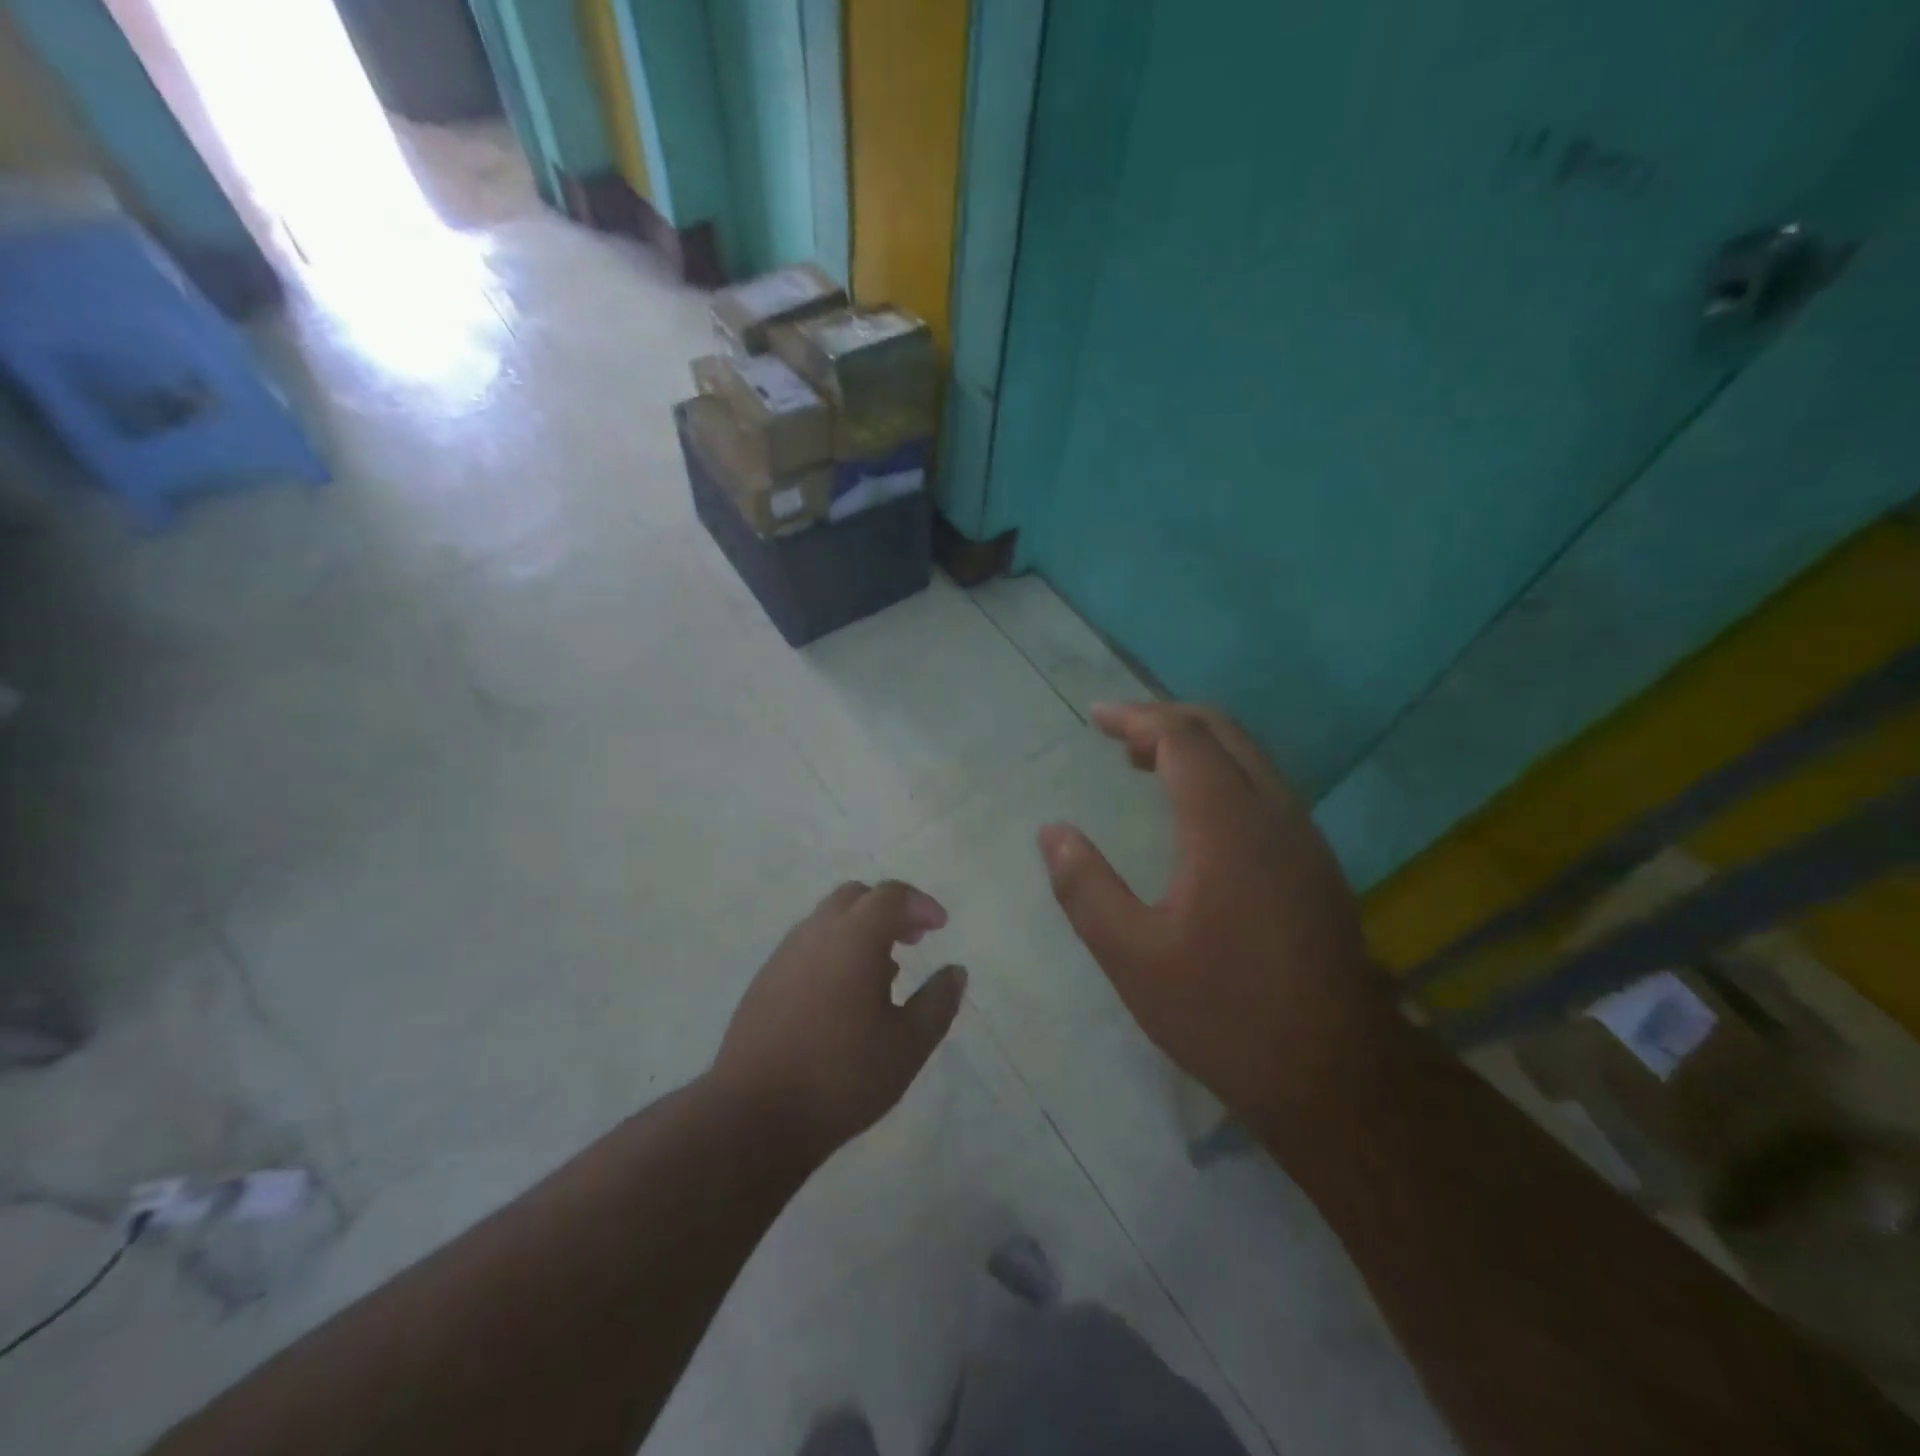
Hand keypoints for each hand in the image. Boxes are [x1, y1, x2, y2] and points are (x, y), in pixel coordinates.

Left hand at [711, 881, 966, 1156]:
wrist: (753, 1116)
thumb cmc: (841, 1077)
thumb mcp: (907, 1046)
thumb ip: (937, 1003)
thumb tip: (955, 971)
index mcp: (853, 938)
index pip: (891, 895)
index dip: (921, 904)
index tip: (940, 927)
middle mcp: (816, 933)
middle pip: (856, 896)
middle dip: (889, 909)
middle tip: (913, 940)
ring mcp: (784, 955)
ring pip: (828, 920)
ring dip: (860, 930)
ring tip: (883, 973)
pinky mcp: (764, 981)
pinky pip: (807, 946)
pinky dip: (834, 951)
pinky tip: (843, 997)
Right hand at [1038, 703, 1396, 1121]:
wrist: (1339, 1076)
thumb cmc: (1226, 1014)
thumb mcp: (1134, 958)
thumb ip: (1086, 888)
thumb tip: (1052, 832)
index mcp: (1228, 826)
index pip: (1182, 738)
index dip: (1136, 718)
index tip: (1096, 717)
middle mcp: (1274, 815)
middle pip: (1223, 732)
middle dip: (1167, 719)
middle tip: (1118, 733)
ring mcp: (1304, 838)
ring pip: (1250, 758)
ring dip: (1197, 746)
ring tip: (1145, 764)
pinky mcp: (1316, 864)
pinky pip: (1265, 788)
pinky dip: (1222, 774)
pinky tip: (1195, 814)